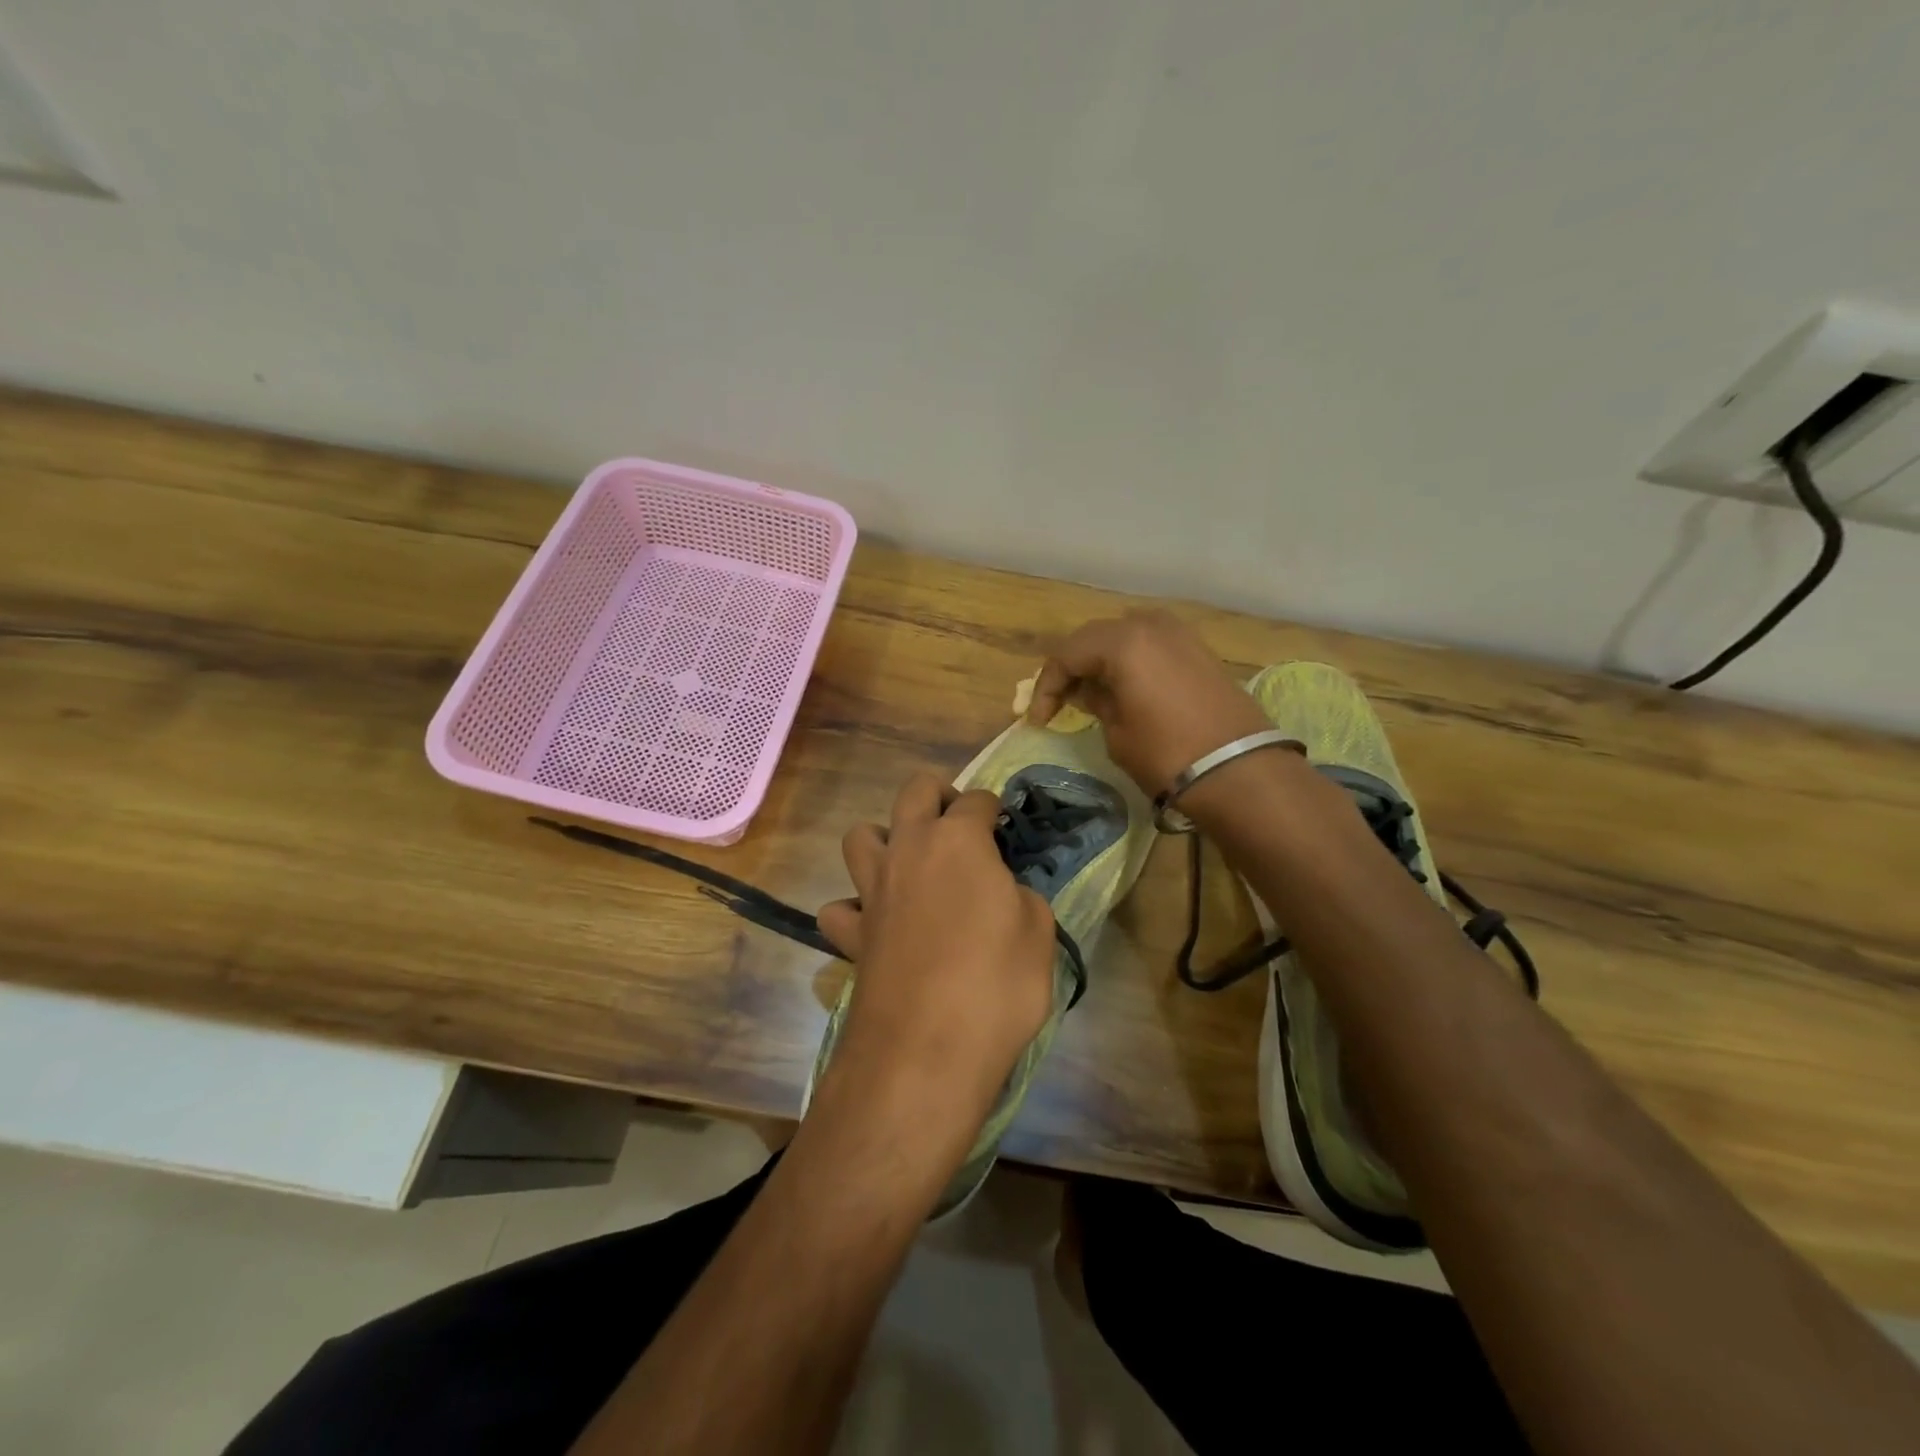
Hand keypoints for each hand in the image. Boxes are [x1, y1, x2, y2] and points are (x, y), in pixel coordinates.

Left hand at [815, 774, 1057, 1118]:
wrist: (926, 1051)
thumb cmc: (996, 984)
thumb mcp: (1039, 933)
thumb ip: (1020, 897)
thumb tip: (1002, 893)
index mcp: (958, 841)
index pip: (977, 801)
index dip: (994, 810)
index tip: (1004, 829)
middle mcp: (908, 850)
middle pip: (914, 792)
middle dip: (938, 796)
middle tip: (959, 827)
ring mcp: (872, 890)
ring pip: (860, 836)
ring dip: (884, 839)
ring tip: (910, 866)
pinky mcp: (850, 934)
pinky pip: (840, 908)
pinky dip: (854, 909)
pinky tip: (877, 925)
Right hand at [1027, 610, 1270, 794]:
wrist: (1240, 769)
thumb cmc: (1167, 754)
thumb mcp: (1117, 733)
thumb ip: (1097, 702)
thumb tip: (1089, 691)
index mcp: (1122, 642)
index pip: (1066, 655)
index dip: (1046, 687)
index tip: (1037, 719)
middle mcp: (1149, 625)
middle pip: (1094, 638)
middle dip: (1072, 668)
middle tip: (1060, 701)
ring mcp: (1179, 633)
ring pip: (1124, 636)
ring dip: (1102, 661)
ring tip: (1092, 693)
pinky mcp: (1199, 649)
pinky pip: (1151, 645)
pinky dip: (1131, 661)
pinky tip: (1125, 687)